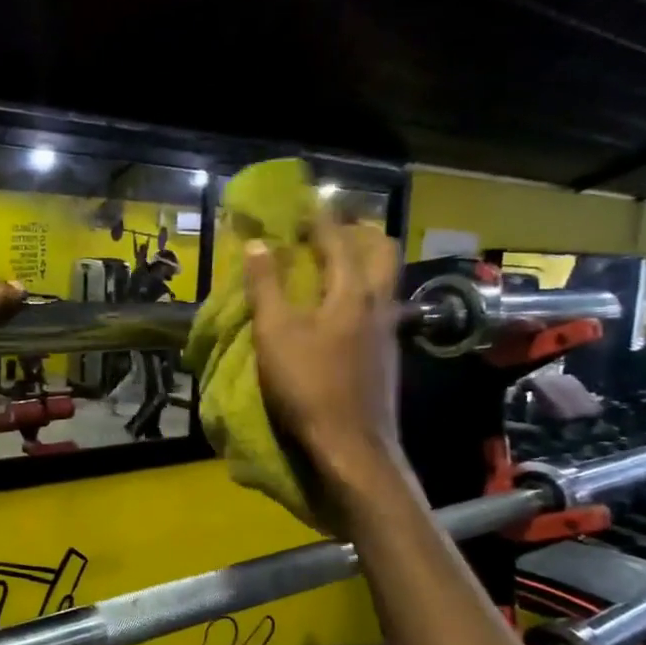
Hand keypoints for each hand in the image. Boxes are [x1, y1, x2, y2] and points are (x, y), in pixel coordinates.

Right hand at [245, 218, 403, 487]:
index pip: (338, 240)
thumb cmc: (309, 386)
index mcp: (352, 293)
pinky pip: (379, 307)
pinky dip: (361, 293)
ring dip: (362, 263)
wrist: (352, 447)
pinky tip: (340, 310)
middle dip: (358, 232)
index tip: (307, 198)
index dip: (320, 216)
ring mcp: (388, 332)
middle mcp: (379, 304)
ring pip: (384, 281)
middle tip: (330, 228)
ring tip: (332, 264)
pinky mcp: (385, 357)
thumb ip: (266, 288)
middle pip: (381, 252)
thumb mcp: (275, 335)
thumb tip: (258, 244)